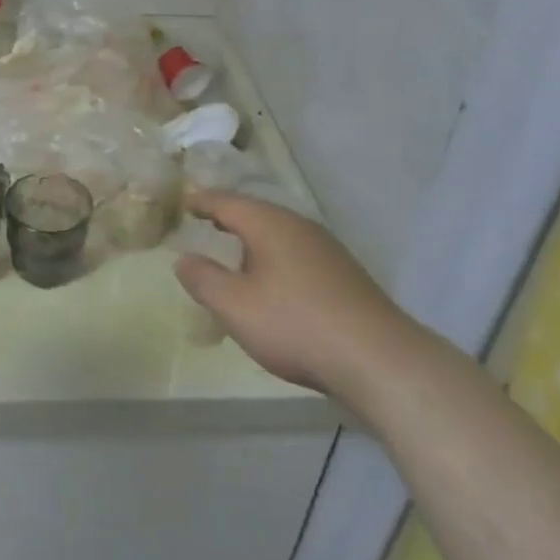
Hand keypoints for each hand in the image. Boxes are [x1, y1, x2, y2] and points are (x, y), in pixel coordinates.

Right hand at [174, 190, 425, 407]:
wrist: (378, 359)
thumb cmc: (295, 324)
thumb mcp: (234, 306)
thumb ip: (203, 279)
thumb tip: (183, 258)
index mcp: (269, 224)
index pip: (226, 202)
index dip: (201, 201)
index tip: (182, 201)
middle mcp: (299, 226)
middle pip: (255, 213)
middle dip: (228, 217)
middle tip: (203, 221)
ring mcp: (326, 249)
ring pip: (278, 234)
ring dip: (252, 240)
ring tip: (233, 253)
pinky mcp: (343, 274)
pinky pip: (296, 253)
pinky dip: (274, 258)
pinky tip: (273, 283)